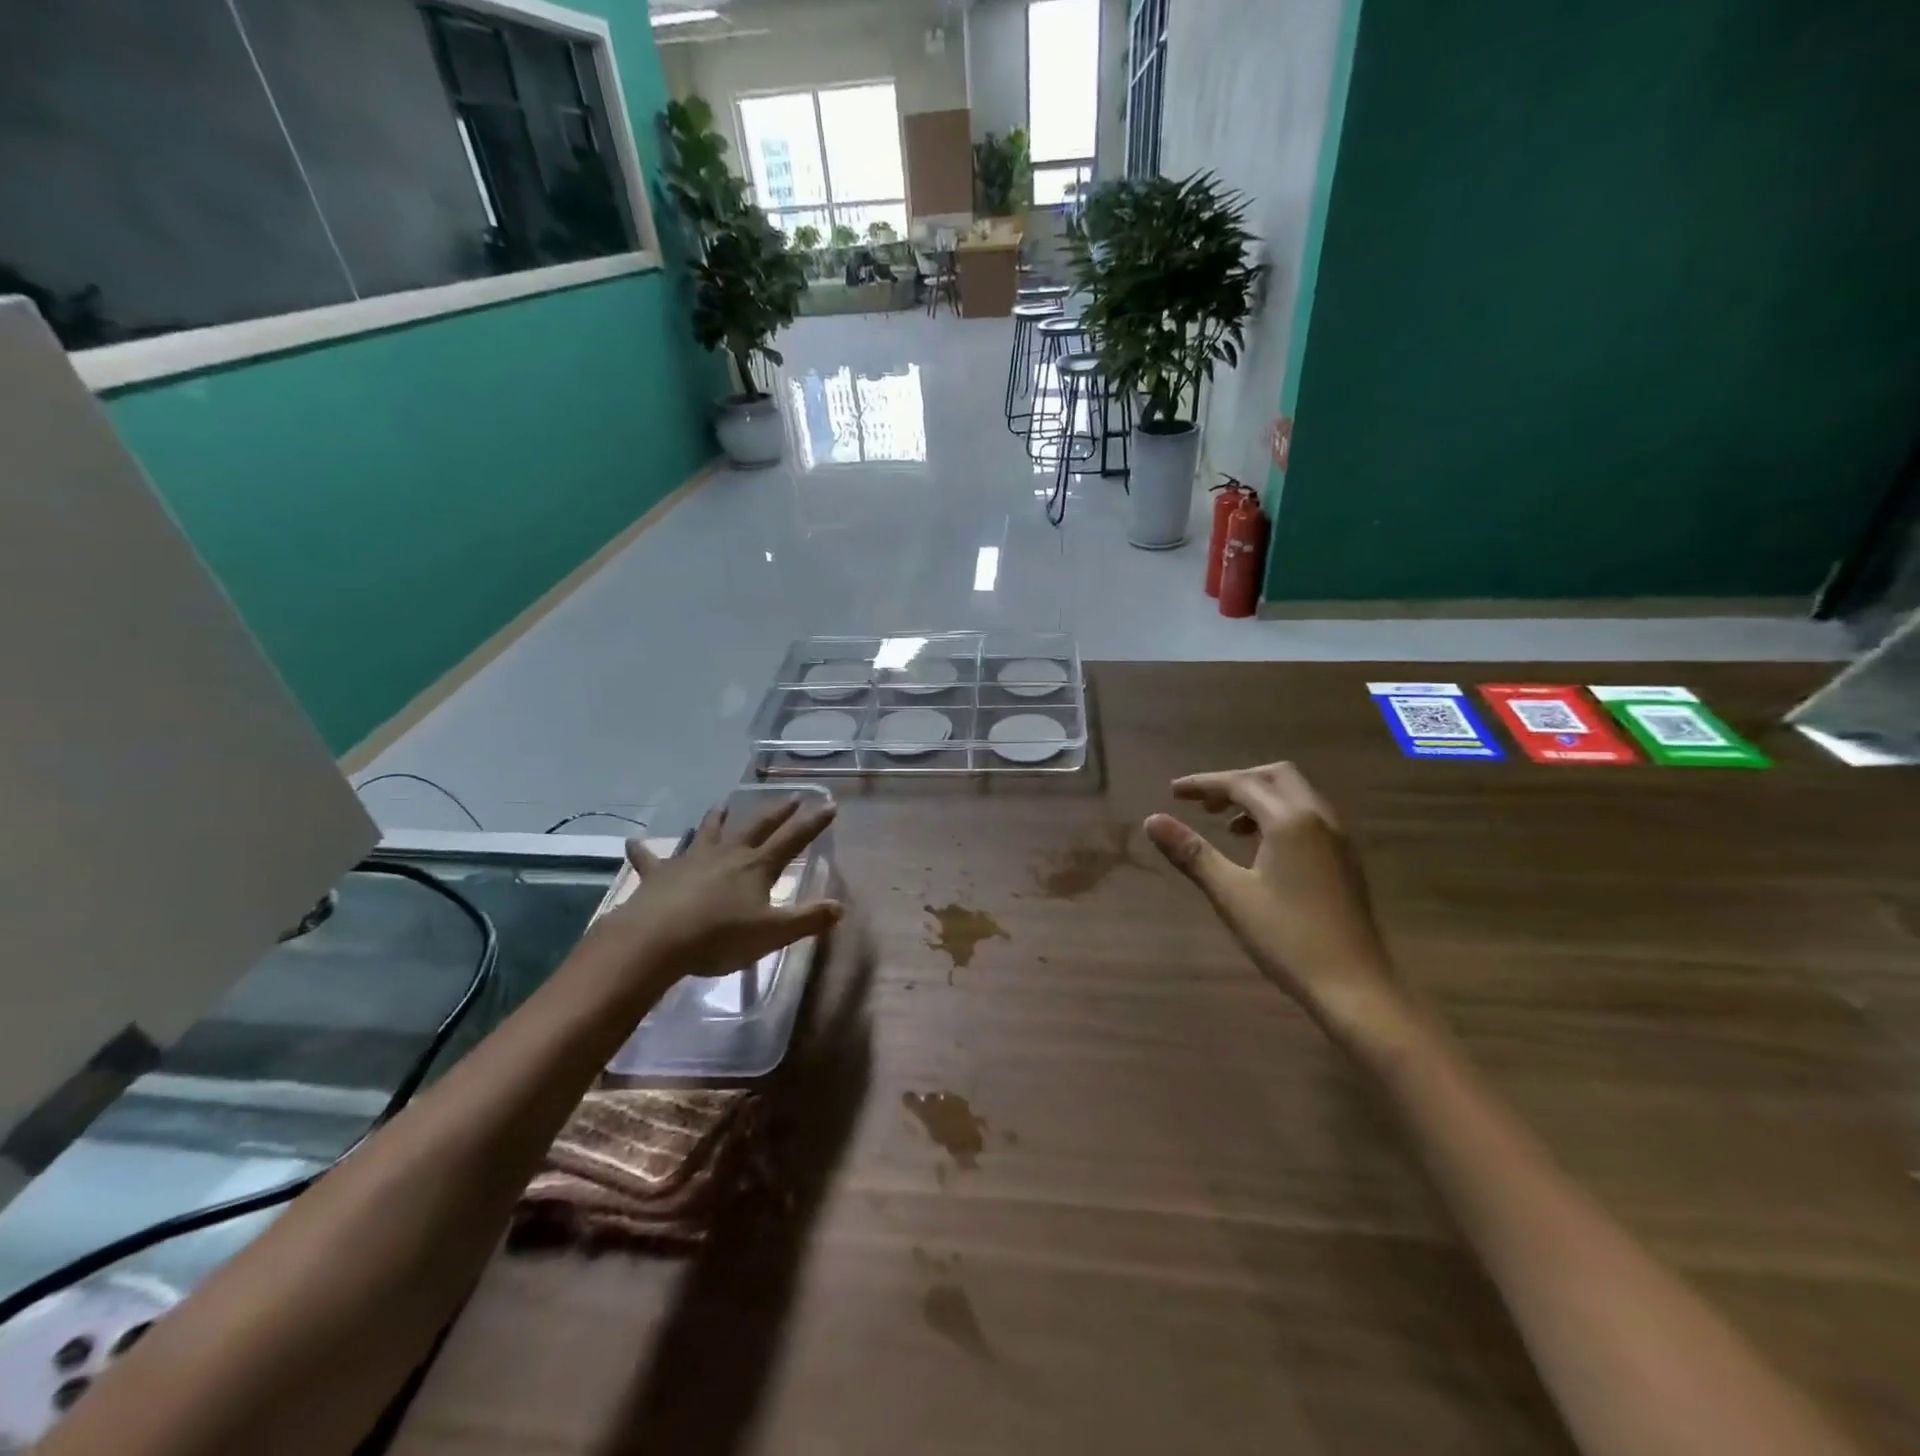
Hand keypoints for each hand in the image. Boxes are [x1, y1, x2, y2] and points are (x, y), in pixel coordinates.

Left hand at [589, 797, 844, 991]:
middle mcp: (727, 855)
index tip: (829, 805)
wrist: (656, 940)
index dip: (813, 823)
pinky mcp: (659, 875)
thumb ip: (807, 920)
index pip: (793, 840)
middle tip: (791, 796)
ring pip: (709, 833)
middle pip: (756, 827)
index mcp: (757, 867)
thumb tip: (839, 907)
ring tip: (723, 804)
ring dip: (718, 819)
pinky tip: (632, 843)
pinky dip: (643, 852)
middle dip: (777, 812)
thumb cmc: (719, 937)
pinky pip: (651, 860)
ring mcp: (692, 861)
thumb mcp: (772, 934)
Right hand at [1144, 763, 1395, 1029]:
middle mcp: (1319, 819)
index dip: (1204, 784)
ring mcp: (1338, 840)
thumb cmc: (1287, 937)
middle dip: (1237, 782)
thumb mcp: (1230, 894)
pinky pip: (1308, 819)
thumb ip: (1192, 852)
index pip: (1241, 784)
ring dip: (1259, 799)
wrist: (1354, 986)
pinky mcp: (1345, 861)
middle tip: (1204, 803)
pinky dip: (1279, 818)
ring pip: (1296, 797)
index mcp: (1291, 821)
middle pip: (1276, 777)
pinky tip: (1260, 851)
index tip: (1173, 791)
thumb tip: (1152, 820)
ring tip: (1226, 826)